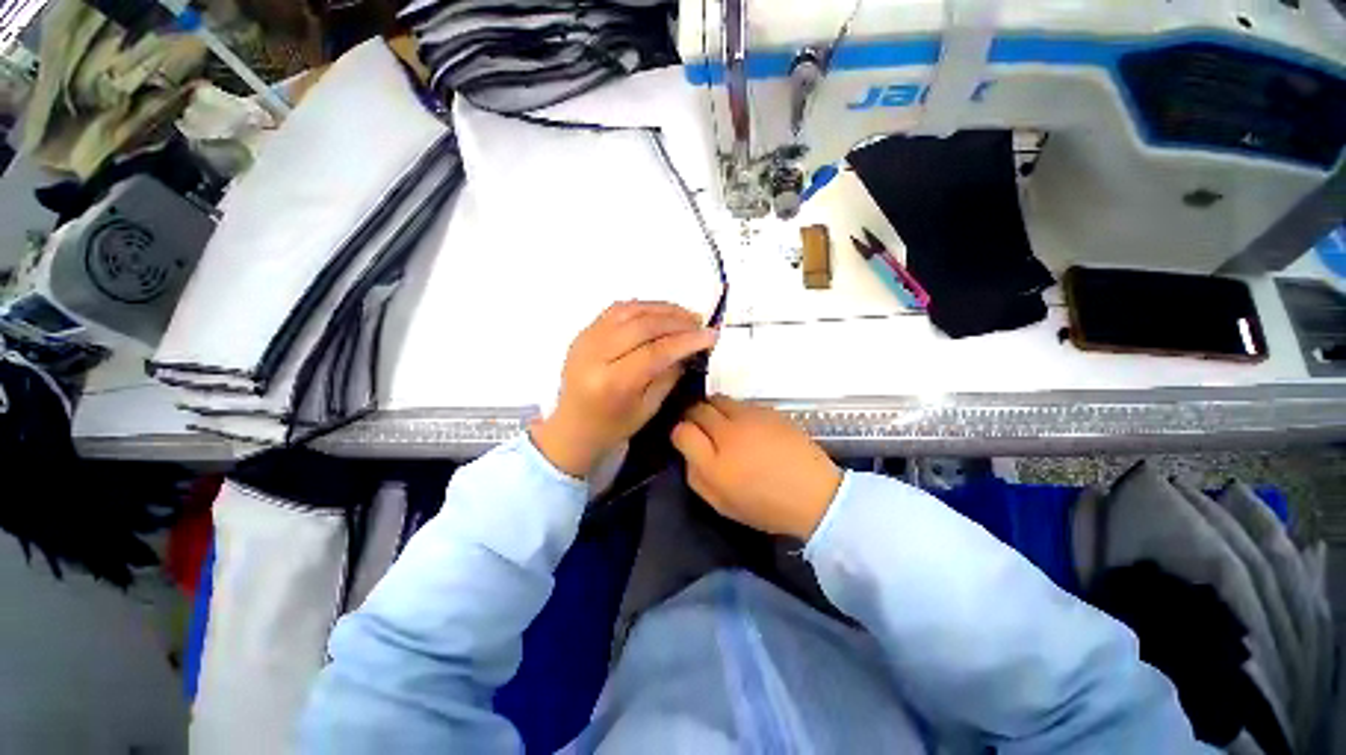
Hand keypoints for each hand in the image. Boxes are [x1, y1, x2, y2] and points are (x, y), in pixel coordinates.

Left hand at [532, 301, 717, 478]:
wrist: (572, 426)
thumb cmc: (613, 426)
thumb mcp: (648, 408)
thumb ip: (669, 374)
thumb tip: (689, 347)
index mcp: (612, 383)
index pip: (654, 352)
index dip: (686, 341)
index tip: (711, 335)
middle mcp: (595, 355)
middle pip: (642, 325)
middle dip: (676, 321)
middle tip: (700, 323)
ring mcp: (585, 339)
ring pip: (629, 310)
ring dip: (661, 309)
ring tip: (684, 315)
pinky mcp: (583, 332)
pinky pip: (616, 310)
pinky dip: (642, 307)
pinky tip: (660, 313)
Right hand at [671, 395, 841, 538]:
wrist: (814, 495)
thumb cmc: (765, 505)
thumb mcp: (721, 503)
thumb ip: (696, 476)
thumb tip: (687, 451)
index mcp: (714, 463)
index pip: (682, 431)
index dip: (680, 433)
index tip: (687, 439)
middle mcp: (728, 433)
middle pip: (698, 408)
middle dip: (694, 416)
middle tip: (702, 428)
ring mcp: (750, 417)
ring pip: (719, 399)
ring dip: (715, 409)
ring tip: (725, 425)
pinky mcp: (769, 410)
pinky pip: (742, 403)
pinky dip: (737, 411)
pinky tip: (749, 427)